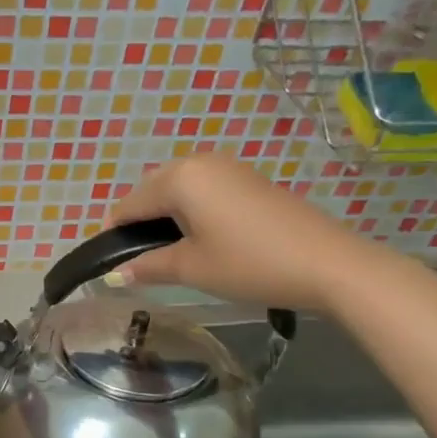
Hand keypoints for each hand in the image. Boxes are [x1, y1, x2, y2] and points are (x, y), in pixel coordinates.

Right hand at [102, 156, 372, 310]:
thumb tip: (115, 274)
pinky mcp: (250, 180)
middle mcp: (200, 162)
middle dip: (140, 220)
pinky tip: (200, 238)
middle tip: (140, 259)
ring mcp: (229, 168)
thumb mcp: (192, 268)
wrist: (327, 263)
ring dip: (166, 214)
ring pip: (180, 188)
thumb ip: (148, 266)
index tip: (109, 261)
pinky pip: (204, 190)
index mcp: (179, 178)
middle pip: (152, 189)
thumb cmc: (249, 263)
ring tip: (168, 251)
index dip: (114, 232)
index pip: (130, 203)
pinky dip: (191, 210)